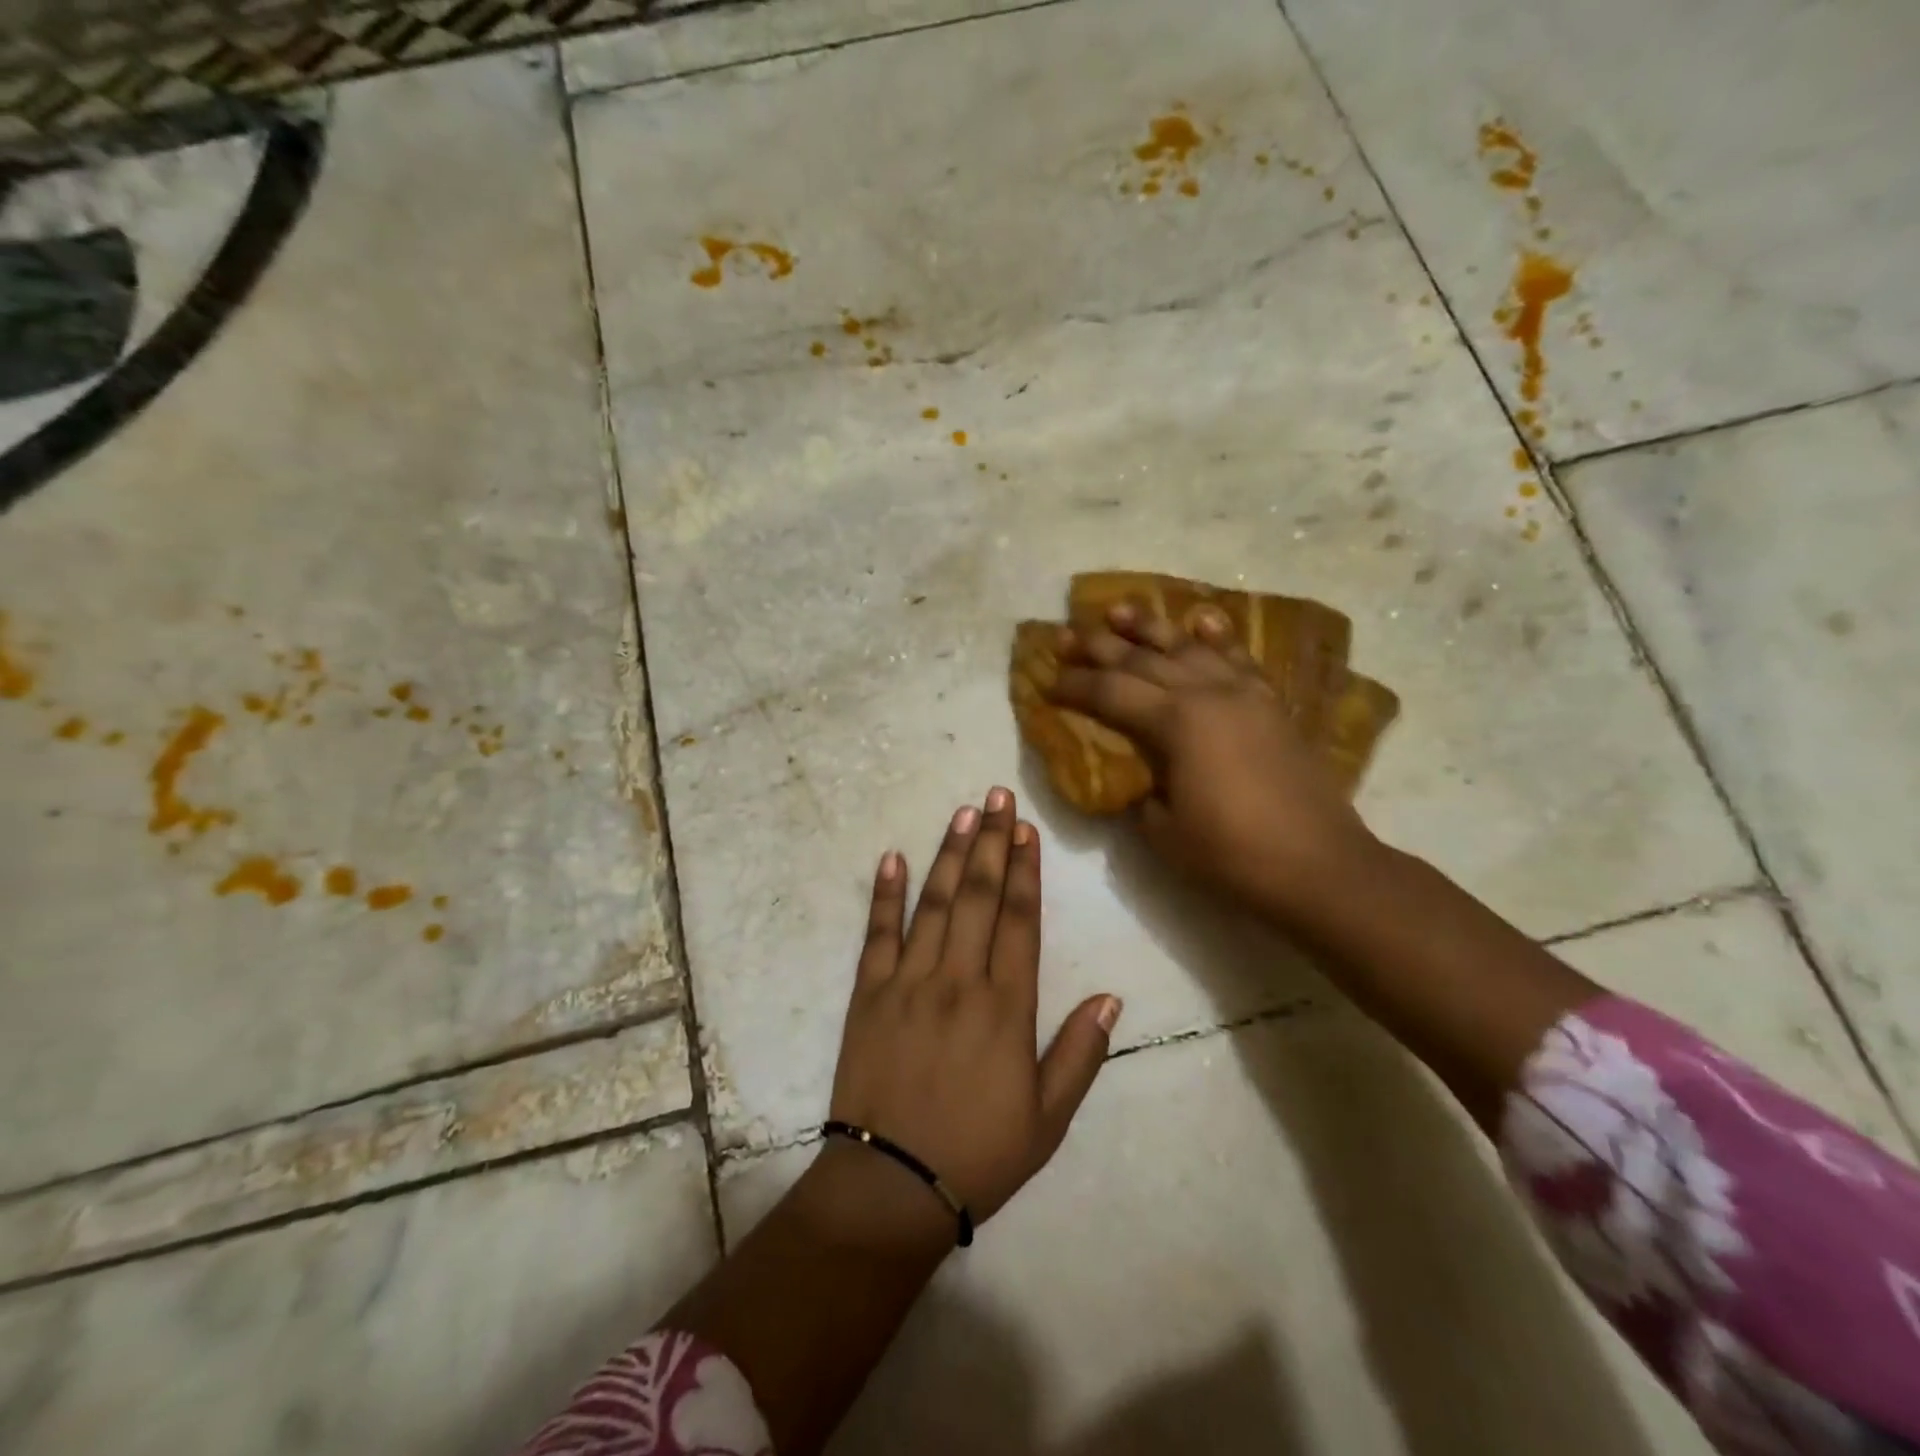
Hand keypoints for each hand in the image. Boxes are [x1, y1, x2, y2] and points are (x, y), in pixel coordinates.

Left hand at [823, 788, 1121, 1249]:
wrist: (891, 1187)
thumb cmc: (978, 1154)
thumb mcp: (1048, 1118)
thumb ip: (1080, 1053)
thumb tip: (1111, 996)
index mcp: (1005, 1007)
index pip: (1019, 921)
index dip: (1025, 871)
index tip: (1026, 829)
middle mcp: (958, 981)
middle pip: (977, 897)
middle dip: (990, 842)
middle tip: (996, 795)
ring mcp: (908, 982)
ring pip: (933, 904)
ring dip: (948, 854)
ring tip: (962, 813)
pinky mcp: (868, 994)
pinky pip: (877, 934)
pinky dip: (885, 894)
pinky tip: (892, 858)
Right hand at [1048, 602, 1375, 914]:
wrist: (1320, 866)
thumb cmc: (1233, 854)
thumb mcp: (1164, 831)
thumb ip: (1141, 792)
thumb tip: (1138, 774)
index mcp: (1177, 723)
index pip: (1111, 693)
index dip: (1075, 686)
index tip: (1048, 680)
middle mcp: (1208, 694)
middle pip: (1143, 660)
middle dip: (1099, 647)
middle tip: (1066, 635)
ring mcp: (1244, 694)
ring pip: (1188, 647)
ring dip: (1150, 627)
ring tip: (1119, 609)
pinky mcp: (1270, 705)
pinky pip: (1238, 659)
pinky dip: (1216, 637)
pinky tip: (1201, 621)